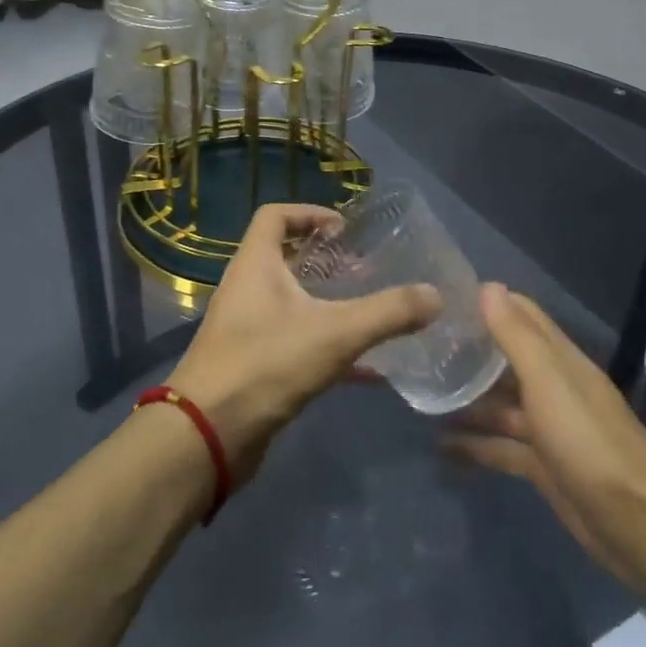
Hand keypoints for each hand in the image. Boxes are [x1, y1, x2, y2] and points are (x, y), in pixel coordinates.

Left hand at [167, 203, 440, 476]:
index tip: (344, 230)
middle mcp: (246, 289)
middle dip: (326, 261)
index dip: (309, 213)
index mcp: (255, 264)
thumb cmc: (267, 363)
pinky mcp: (253, 364)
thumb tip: (436, 295)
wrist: (209, 434)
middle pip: (284, 258)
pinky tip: (368, 370)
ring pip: (291, 303)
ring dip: (327, 304)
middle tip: (364, 271)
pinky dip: (328, 348)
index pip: (275, 216)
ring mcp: (246, 328)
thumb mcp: (336, 333)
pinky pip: (295, 344)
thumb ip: (389, 312)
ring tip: (369, 312)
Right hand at [445, 284, 645, 588]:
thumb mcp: (549, 383)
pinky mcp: (544, 467)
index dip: (486, 304)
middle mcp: (555, 388)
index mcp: (560, 361)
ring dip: (467, 401)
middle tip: (419, 350)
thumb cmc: (589, 442)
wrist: (640, 525)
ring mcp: (550, 429)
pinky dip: (475, 445)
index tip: (441, 302)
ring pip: (501, 406)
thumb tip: (488, 286)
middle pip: (507, 361)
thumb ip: (517, 337)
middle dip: (469, 353)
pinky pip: (502, 447)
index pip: (522, 316)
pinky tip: (441, 447)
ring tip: (422, 397)